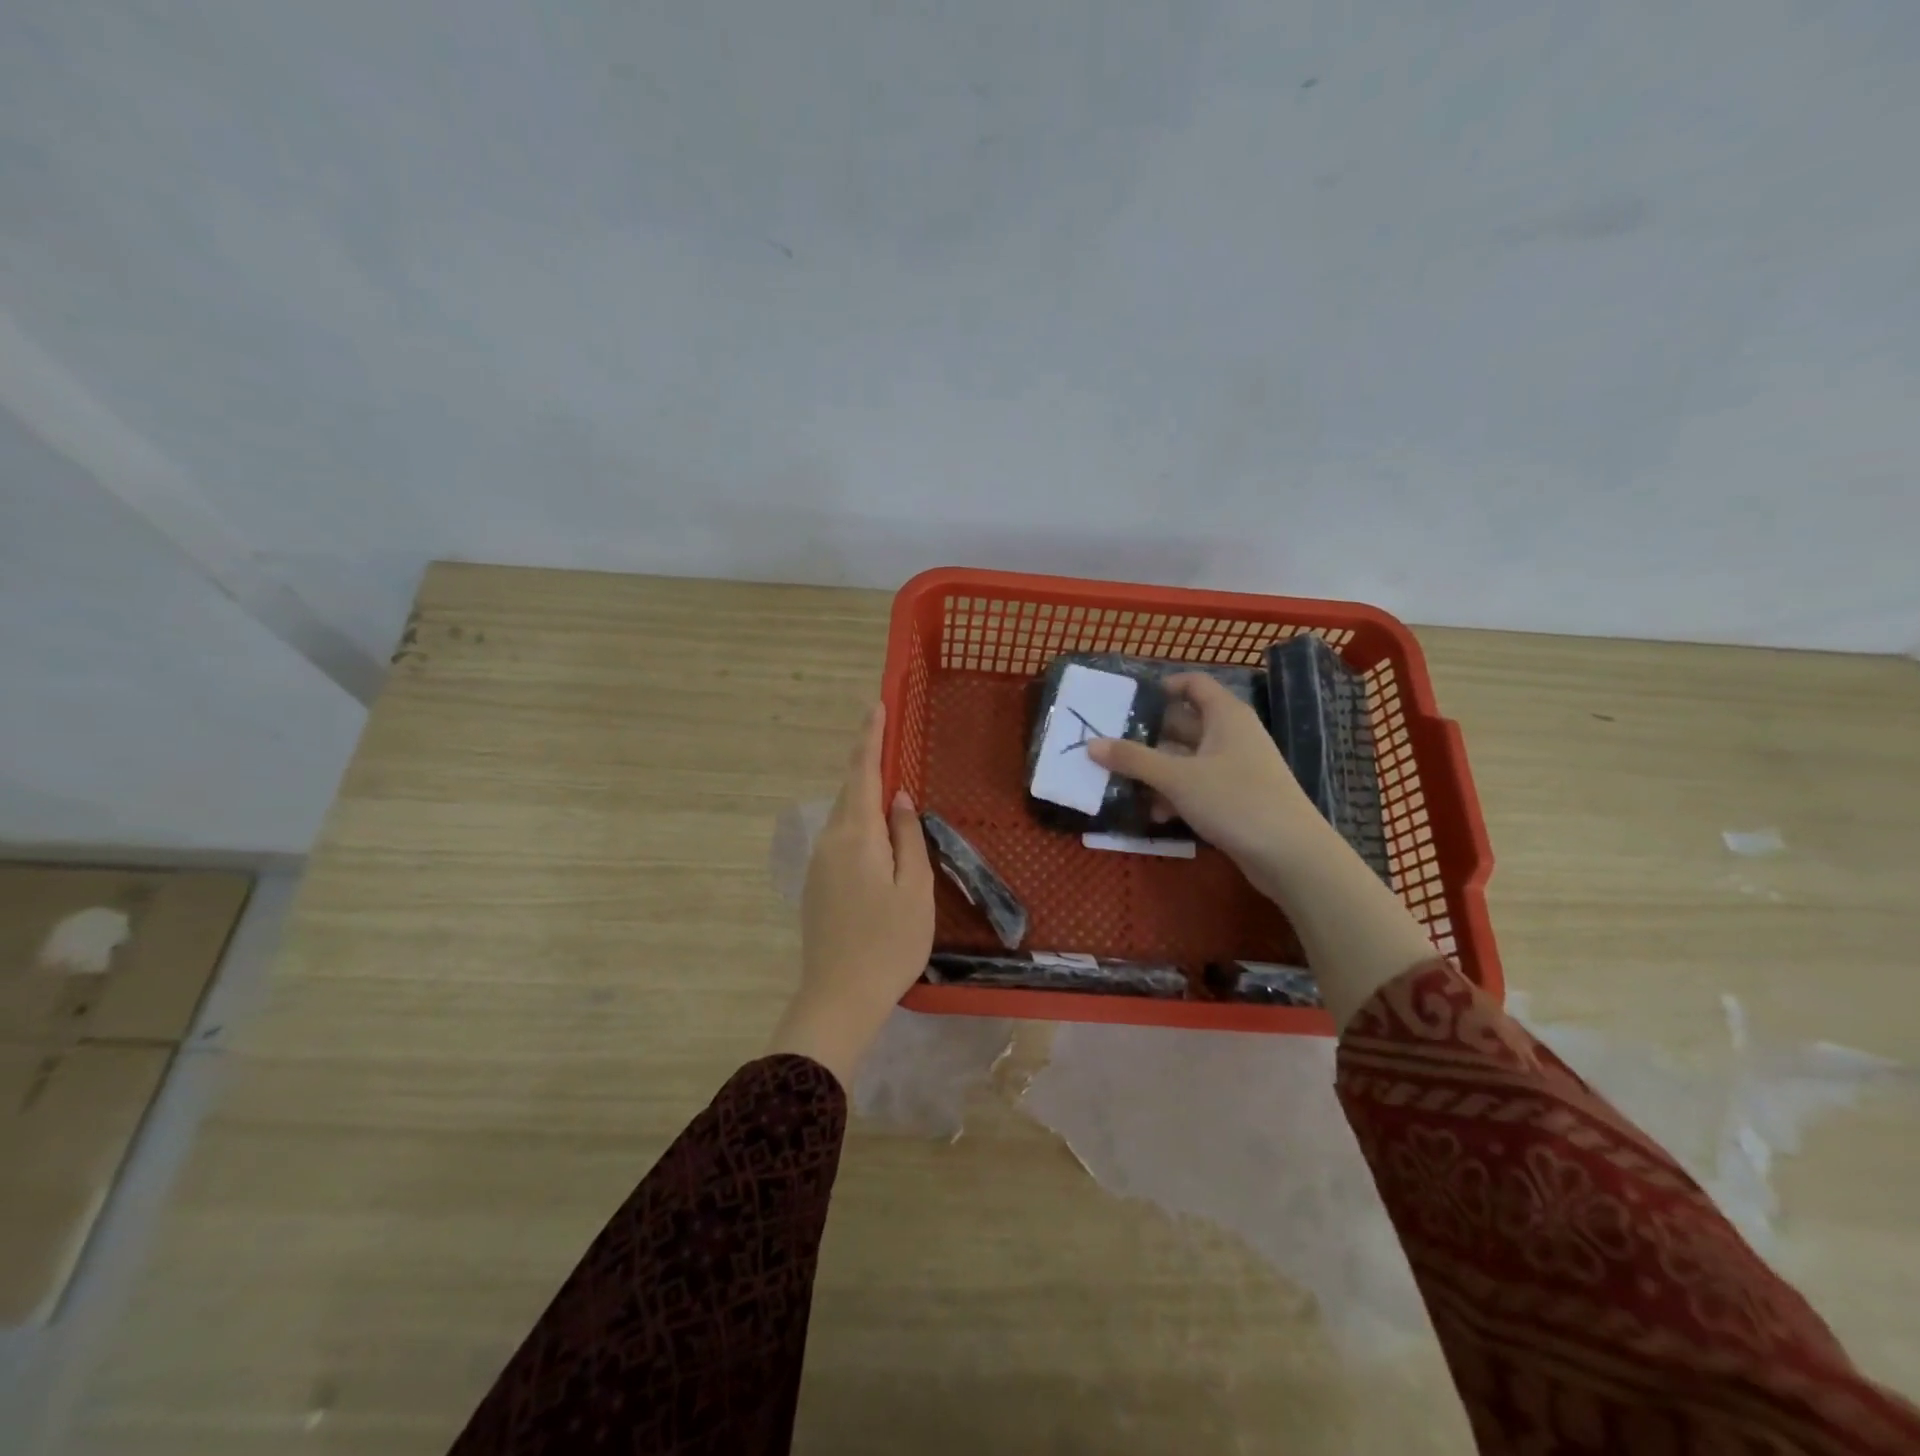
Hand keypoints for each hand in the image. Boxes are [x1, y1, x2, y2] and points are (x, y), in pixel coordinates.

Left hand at [768, 702, 933, 1085]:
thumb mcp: (915, 889)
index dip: (870, 738)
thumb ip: (909, 838)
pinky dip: (860, 825)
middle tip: (887, 737)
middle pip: (850, 792)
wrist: (838, 997)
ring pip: (845, 817)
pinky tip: (878, 836)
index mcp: (857, 836)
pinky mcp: (817, 885)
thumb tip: (901, 798)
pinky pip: (841, 839)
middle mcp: (831, 841)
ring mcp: (819, 864)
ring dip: (865, 797)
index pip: (863, 773)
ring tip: (890, 787)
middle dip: (868, 763)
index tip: (875, 705)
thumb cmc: (889, 944)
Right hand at [1089, 673, 1327, 893]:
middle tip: (1109, 745)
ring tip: (1122, 784)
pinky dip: (1175, 794)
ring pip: (1187, 759)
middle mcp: (1232, 735)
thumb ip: (1133, 759)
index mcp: (1225, 716)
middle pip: (1183, 723)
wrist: (1292, 855)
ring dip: (1156, 770)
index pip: (1193, 684)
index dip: (1162, 687)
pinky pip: (1197, 786)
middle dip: (1147, 736)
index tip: (1127, 702)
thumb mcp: (1177, 778)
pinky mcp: (1236, 798)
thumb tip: (1092, 744)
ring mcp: (1236, 768)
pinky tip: (1155, 814)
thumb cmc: (1235, 801)